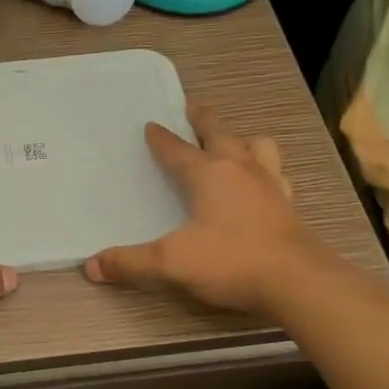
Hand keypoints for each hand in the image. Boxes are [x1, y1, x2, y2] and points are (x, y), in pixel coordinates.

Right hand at [84, 102, 314, 314]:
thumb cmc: (230, 261)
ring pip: (258, 147)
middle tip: (193, 107)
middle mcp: (240, 170)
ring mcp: (270, 185)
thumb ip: (130, 262)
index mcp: (208, 174)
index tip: (151, 125)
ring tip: (235, 144)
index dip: (161, 138)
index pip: (177, 150)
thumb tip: (90, 265)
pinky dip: (266, 172)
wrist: (297, 281)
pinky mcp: (289, 205)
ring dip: (243, 141)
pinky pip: (277, 176)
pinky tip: (263, 185)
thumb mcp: (171, 263)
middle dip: (203, 120)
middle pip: (220, 133)